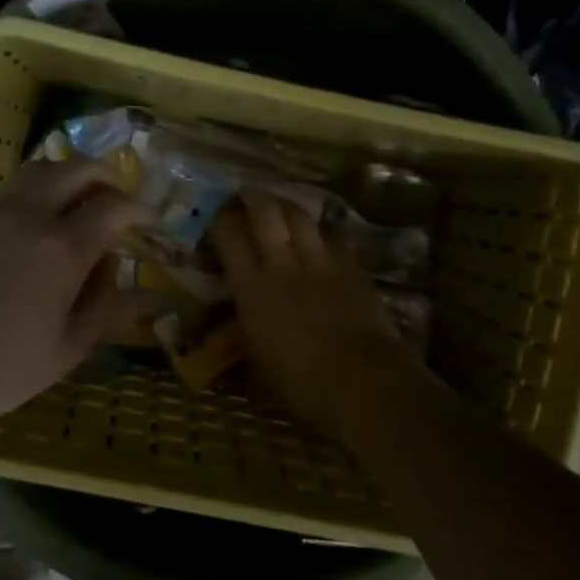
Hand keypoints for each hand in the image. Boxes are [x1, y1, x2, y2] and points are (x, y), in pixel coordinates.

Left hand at [0, 158, 146, 435]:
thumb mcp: (66, 350)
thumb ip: (102, 304)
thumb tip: (117, 266)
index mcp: (61, 248)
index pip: (113, 207)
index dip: (138, 208)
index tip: (149, 219)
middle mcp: (28, 216)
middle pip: (75, 169)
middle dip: (105, 175)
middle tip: (118, 194)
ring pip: (39, 170)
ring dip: (68, 175)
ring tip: (79, 199)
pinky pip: (10, 190)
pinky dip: (35, 191)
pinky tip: (35, 222)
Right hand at [210, 192, 425, 444]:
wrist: (364, 384)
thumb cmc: (302, 386)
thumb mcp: (259, 366)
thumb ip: (247, 337)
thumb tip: (238, 331)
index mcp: (253, 290)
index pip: (229, 237)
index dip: (220, 220)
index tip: (215, 216)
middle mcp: (283, 265)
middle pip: (266, 212)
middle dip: (254, 197)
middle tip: (246, 194)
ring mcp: (321, 262)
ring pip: (301, 216)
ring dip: (288, 206)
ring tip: (281, 204)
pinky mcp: (353, 268)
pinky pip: (335, 236)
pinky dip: (324, 231)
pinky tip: (322, 234)